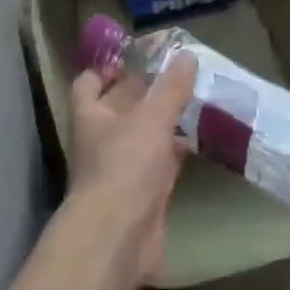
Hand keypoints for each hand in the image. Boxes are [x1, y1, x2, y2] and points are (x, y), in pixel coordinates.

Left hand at [65, 52, 197, 287]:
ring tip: (197, 100)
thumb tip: (186, 55)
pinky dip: (177, 152)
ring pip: (144, 135)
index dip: (107, 68)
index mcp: (92, 115)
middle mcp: (103, 138)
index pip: (90, 82)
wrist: (119, 234)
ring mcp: (123, 167)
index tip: (137, 56)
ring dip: (165, 121)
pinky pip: (161, 163)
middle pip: (121, 106)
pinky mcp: (145, 192)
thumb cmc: (125, 165)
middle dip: (146, 91)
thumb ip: (170, 88)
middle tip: (180, 73)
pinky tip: (200, 140)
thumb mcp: (151, 118)